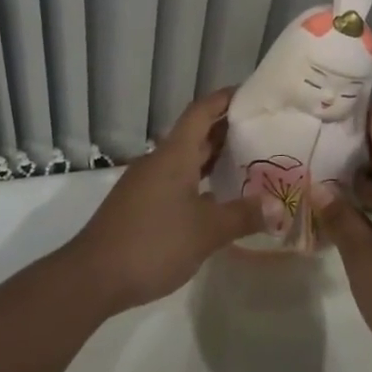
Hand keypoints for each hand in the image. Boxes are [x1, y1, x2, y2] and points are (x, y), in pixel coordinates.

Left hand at [65, 88, 269, 315]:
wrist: (93, 277)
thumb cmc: (153, 243)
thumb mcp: (206, 231)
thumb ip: (243, 216)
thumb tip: (279, 206)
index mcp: (174, 154)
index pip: (201, 111)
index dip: (225, 99)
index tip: (251, 95)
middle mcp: (159, 160)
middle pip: (195, 134)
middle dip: (226, 130)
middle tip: (262, 131)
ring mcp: (146, 183)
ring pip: (185, 159)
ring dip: (213, 157)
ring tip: (247, 162)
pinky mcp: (140, 205)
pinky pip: (176, 180)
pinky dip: (199, 180)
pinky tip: (216, 199)